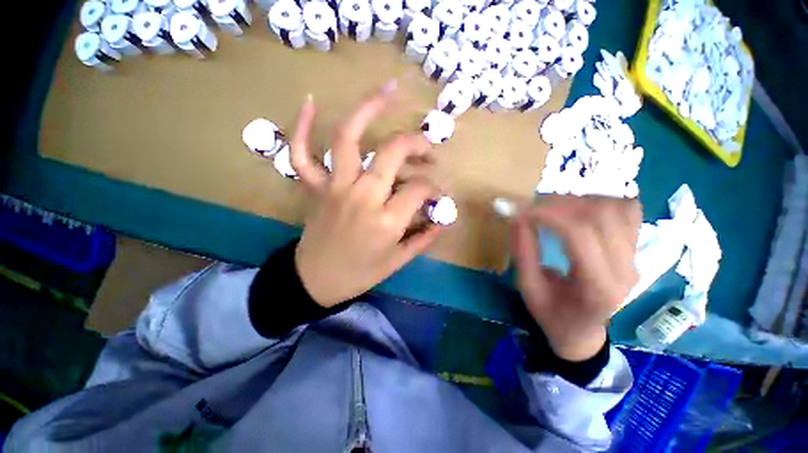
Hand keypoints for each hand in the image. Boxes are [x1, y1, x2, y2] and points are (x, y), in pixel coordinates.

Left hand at [290, 81, 443, 307]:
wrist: (315, 280)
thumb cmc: (360, 273)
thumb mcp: (398, 261)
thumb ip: (423, 238)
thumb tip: (443, 220)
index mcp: (386, 219)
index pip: (420, 189)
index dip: (434, 190)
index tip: (437, 197)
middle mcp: (362, 195)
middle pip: (392, 151)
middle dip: (416, 142)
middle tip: (429, 147)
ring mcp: (335, 187)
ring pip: (348, 138)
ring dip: (368, 108)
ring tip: (388, 90)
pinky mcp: (315, 187)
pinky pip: (301, 153)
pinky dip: (302, 127)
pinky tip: (311, 103)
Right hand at [511, 196, 640, 361]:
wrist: (583, 330)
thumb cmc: (553, 315)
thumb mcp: (528, 289)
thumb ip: (523, 253)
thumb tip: (517, 217)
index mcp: (598, 287)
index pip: (580, 234)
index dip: (548, 215)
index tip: (521, 211)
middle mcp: (625, 269)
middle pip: (600, 215)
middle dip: (560, 204)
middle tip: (532, 207)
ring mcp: (635, 256)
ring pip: (616, 207)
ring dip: (579, 200)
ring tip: (552, 207)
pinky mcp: (634, 248)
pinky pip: (627, 210)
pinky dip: (600, 200)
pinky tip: (578, 208)